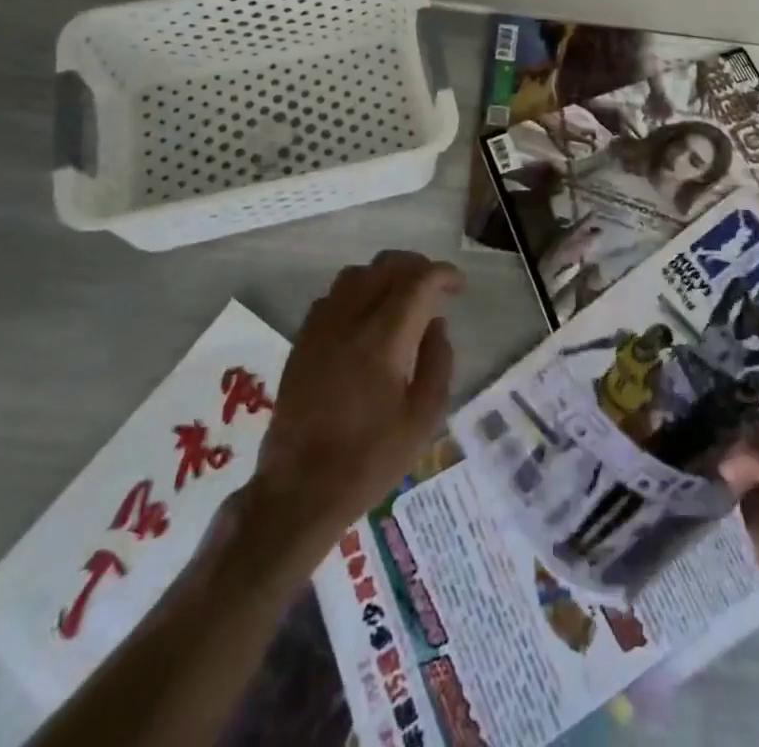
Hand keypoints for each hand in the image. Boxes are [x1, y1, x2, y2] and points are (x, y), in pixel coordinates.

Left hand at [250, 251, 463, 542]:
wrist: (298, 492)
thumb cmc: (368, 460)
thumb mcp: (422, 420)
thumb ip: (437, 364)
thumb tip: (437, 325)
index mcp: (384, 338)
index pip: (419, 281)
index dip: (444, 275)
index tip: (460, 288)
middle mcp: (350, 320)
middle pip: (387, 266)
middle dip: (418, 267)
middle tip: (436, 288)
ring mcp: (320, 328)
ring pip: (357, 274)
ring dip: (385, 275)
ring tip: (402, 297)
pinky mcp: (301, 342)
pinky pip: (332, 296)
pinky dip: (357, 292)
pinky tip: (365, 318)